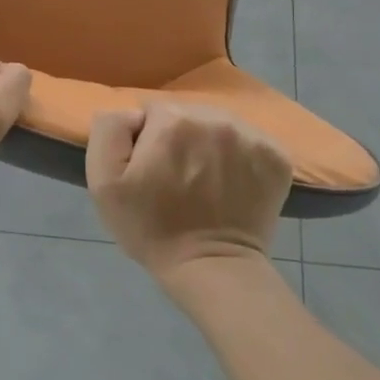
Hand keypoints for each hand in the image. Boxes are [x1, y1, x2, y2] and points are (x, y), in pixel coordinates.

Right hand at [86, 103, 291, 286]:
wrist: (211, 268)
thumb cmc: (150, 226)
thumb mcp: (103, 181)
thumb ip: (109, 129)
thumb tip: (133, 113)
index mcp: (173, 120)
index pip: (152, 111)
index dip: (146, 140)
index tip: (150, 169)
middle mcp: (215, 118)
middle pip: (187, 115)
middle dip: (179, 138)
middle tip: (176, 177)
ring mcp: (251, 136)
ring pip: (218, 125)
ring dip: (209, 145)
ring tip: (204, 180)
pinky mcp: (276, 157)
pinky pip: (249, 141)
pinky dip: (239, 157)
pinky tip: (230, 183)